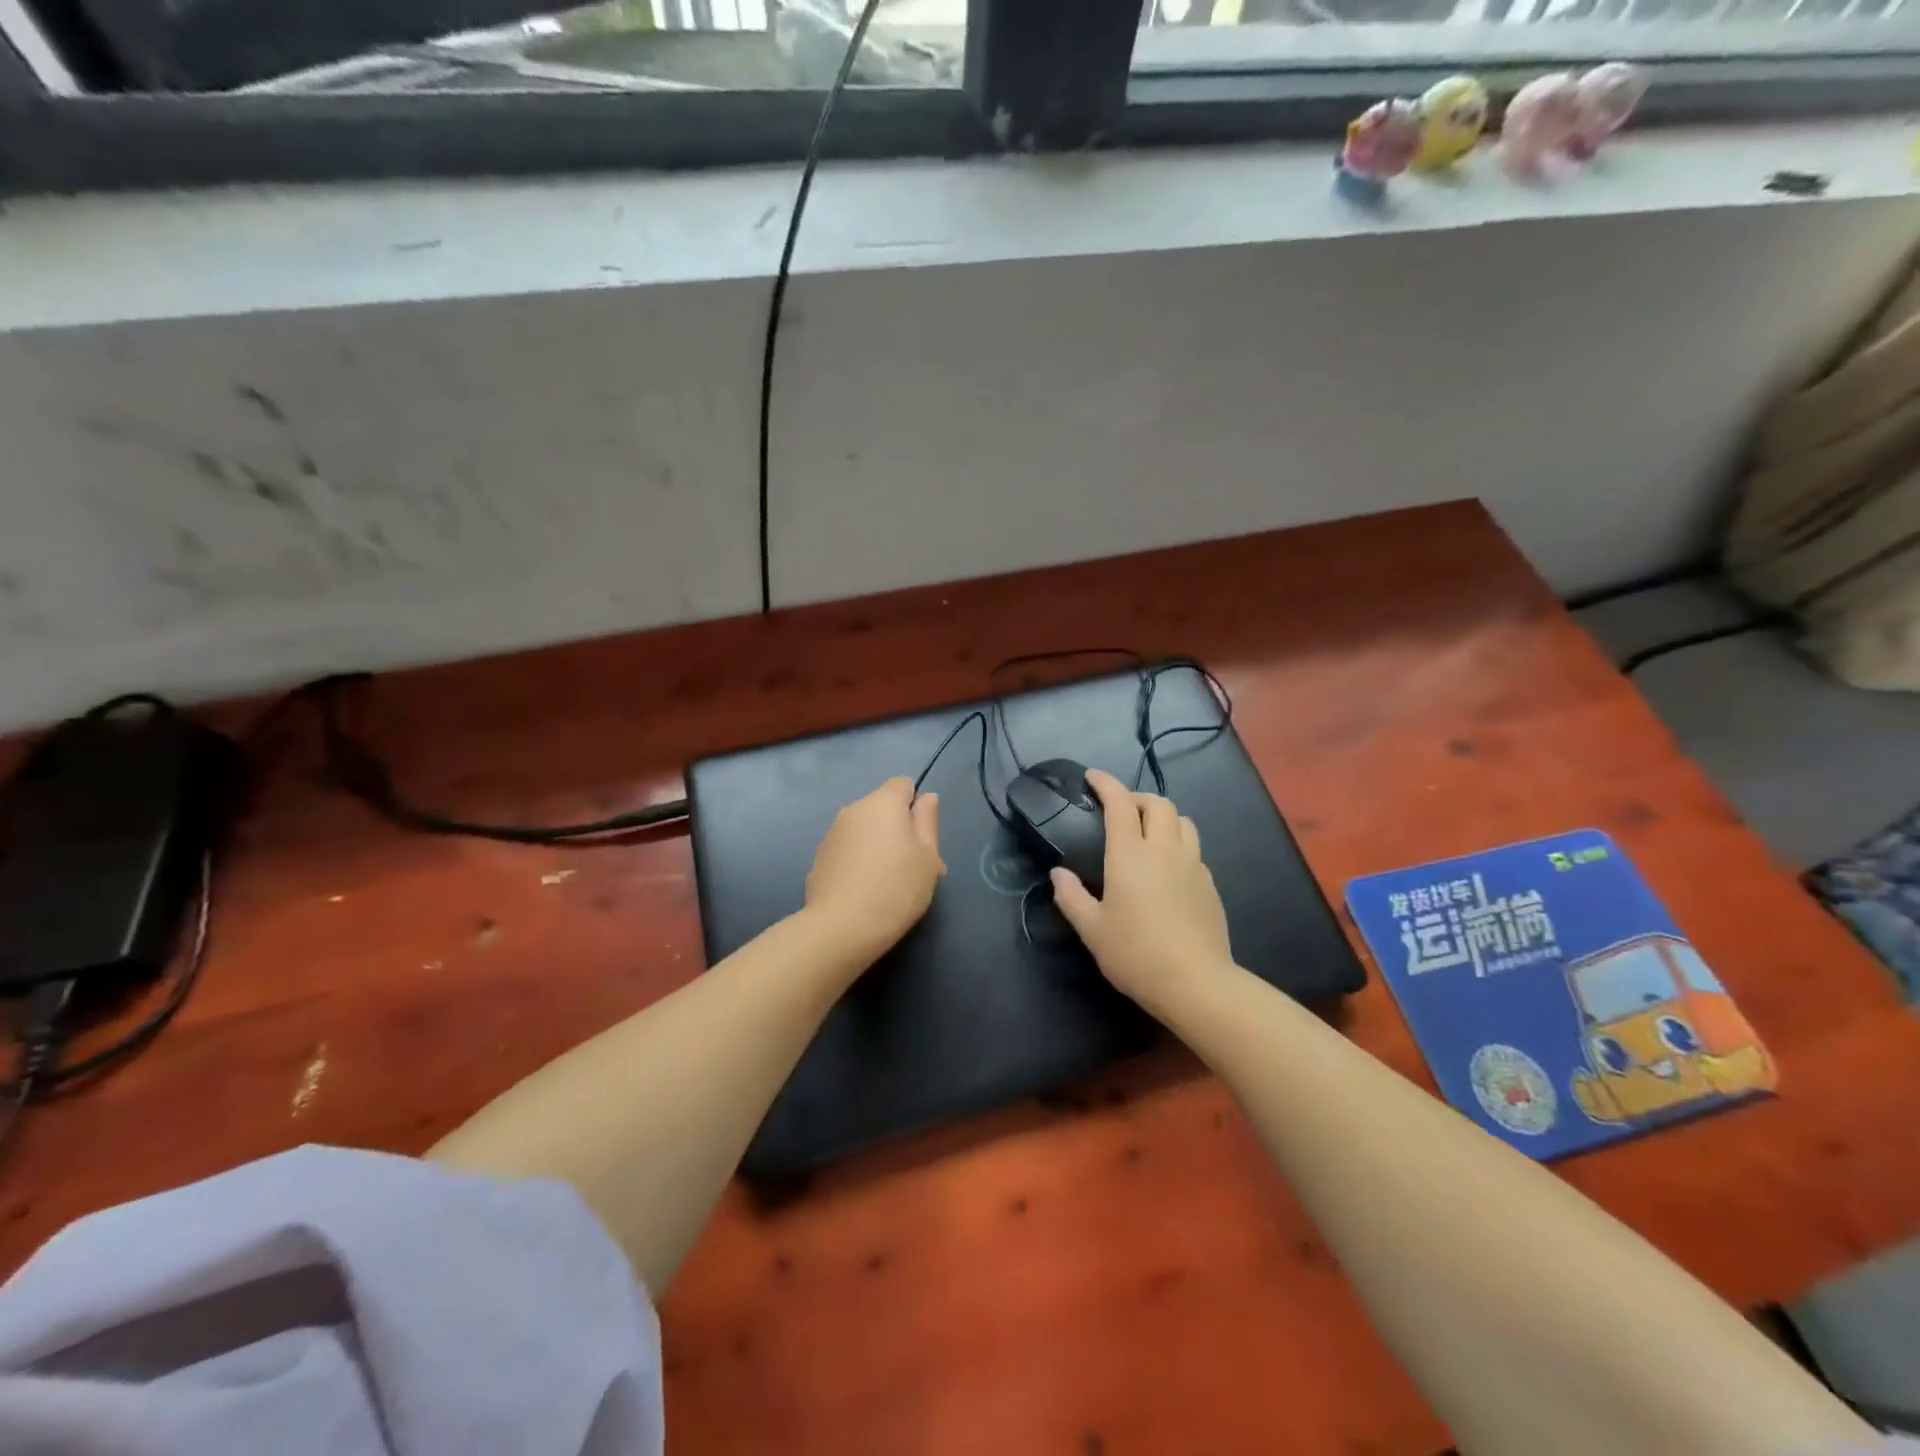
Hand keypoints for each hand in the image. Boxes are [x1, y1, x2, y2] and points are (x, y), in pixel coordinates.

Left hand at [804, 777, 944, 964]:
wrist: (841, 927)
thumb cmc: (896, 888)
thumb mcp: (928, 856)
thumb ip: (927, 821)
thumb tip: (927, 797)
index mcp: (882, 803)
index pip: (903, 784)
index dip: (916, 805)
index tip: (923, 837)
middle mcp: (853, 810)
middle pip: (882, 809)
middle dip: (899, 829)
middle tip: (915, 868)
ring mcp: (832, 834)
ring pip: (864, 831)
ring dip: (879, 846)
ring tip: (890, 885)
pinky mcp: (819, 858)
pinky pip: (848, 850)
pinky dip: (859, 862)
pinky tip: (865, 892)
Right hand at [1050, 768, 1233, 1015]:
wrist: (1196, 983)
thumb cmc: (1135, 954)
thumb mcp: (1092, 930)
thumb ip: (1071, 897)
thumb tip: (1058, 874)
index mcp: (1130, 855)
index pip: (1120, 803)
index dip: (1106, 783)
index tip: (1093, 777)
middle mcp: (1164, 849)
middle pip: (1158, 803)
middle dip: (1137, 796)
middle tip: (1120, 808)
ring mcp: (1192, 865)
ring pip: (1183, 821)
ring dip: (1163, 816)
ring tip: (1147, 831)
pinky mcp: (1209, 884)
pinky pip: (1193, 848)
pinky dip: (1177, 842)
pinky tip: (1167, 866)